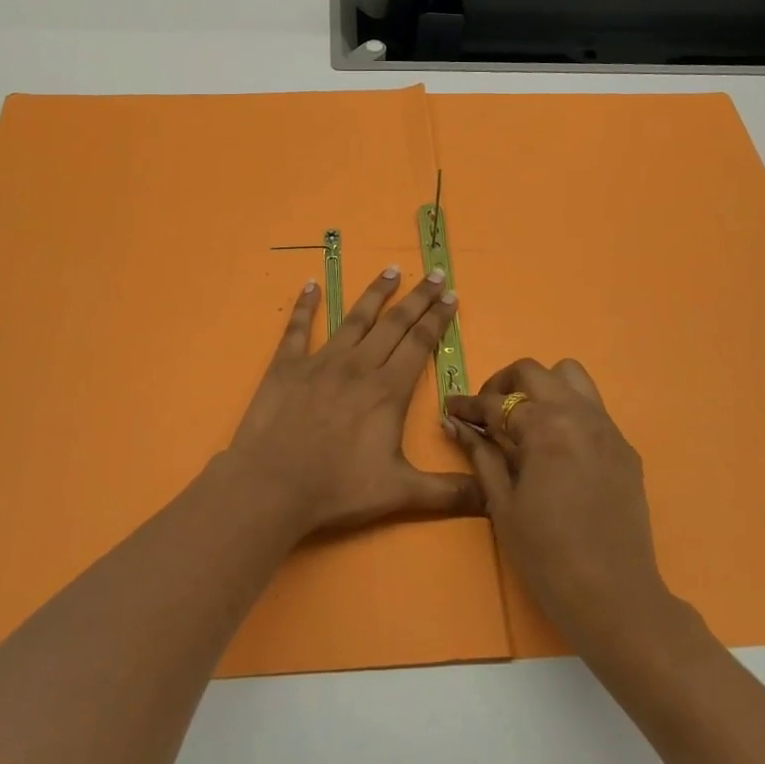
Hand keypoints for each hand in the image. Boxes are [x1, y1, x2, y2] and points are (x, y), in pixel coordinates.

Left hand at [226, 267, 481, 538]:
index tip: (451, 294)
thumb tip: (492, 494)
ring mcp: (320, 361)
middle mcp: (358, 365)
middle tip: (435, 273)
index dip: (437, 317)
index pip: (419, 342)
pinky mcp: (287, 366)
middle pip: (394, 323)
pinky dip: (305, 305)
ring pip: (355, 318)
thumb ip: (449, 493)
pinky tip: (310, 284)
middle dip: (418, 297)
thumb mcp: (401, 493)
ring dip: (375, 293)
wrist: (272, 486)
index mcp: (387, 389)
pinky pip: (298, 328)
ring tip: (391, 270)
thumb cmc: (338, 489)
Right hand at [446, 358, 677, 652]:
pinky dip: (568, 411)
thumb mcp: (503, 504)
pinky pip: (593, 408)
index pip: (497, 402)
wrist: (616, 598)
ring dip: (542, 387)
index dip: (468, 405)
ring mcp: (607, 428)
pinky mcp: (624, 447)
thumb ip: (481, 455)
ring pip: (571, 377)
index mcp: (545, 427)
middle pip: (533, 372)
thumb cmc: (548, 556)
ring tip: (526, 420)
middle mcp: (579, 414)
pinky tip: (558, 447)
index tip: (451, 409)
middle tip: (488, 413)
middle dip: (503, 385)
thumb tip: (456, 423)